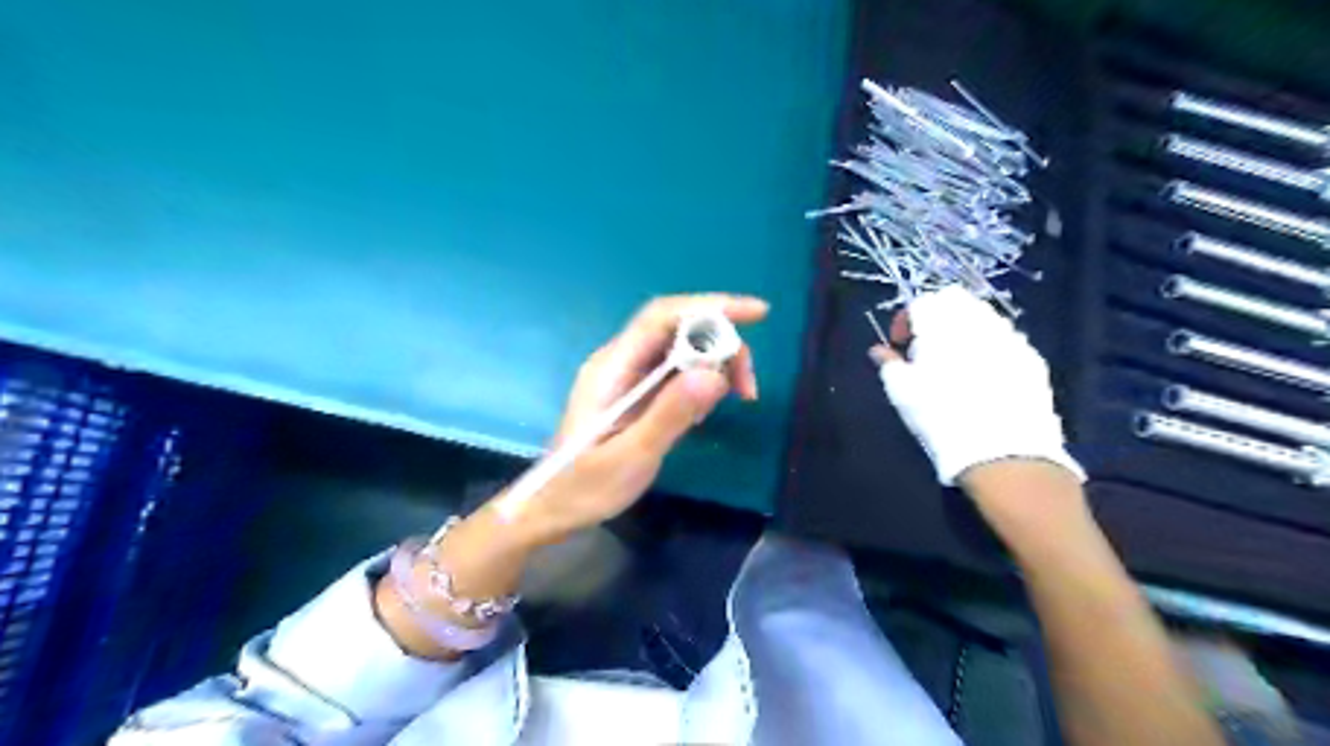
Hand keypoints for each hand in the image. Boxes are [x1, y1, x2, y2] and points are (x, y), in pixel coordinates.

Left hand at [501, 292, 768, 540]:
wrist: (552, 508)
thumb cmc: (585, 487)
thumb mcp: (631, 456)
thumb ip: (669, 414)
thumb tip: (714, 373)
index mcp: (612, 367)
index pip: (663, 316)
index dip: (711, 307)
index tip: (758, 314)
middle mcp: (620, 361)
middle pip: (677, 329)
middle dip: (721, 345)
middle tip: (747, 387)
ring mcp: (627, 376)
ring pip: (680, 350)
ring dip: (714, 366)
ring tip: (731, 401)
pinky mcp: (634, 393)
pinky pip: (675, 373)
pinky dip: (699, 384)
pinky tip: (702, 413)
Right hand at [876, 281, 1077, 485]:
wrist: (1001, 452)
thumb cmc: (940, 416)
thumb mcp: (902, 392)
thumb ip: (888, 363)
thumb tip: (879, 351)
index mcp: (942, 325)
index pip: (920, 303)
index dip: (904, 320)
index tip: (899, 345)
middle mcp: (978, 322)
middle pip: (954, 300)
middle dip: (936, 317)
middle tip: (925, 348)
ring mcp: (1010, 338)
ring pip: (983, 316)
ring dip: (964, 330)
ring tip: (954, 363)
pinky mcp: (1032, 358)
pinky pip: (1006, 340)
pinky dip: (990, 348)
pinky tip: (983, 378)